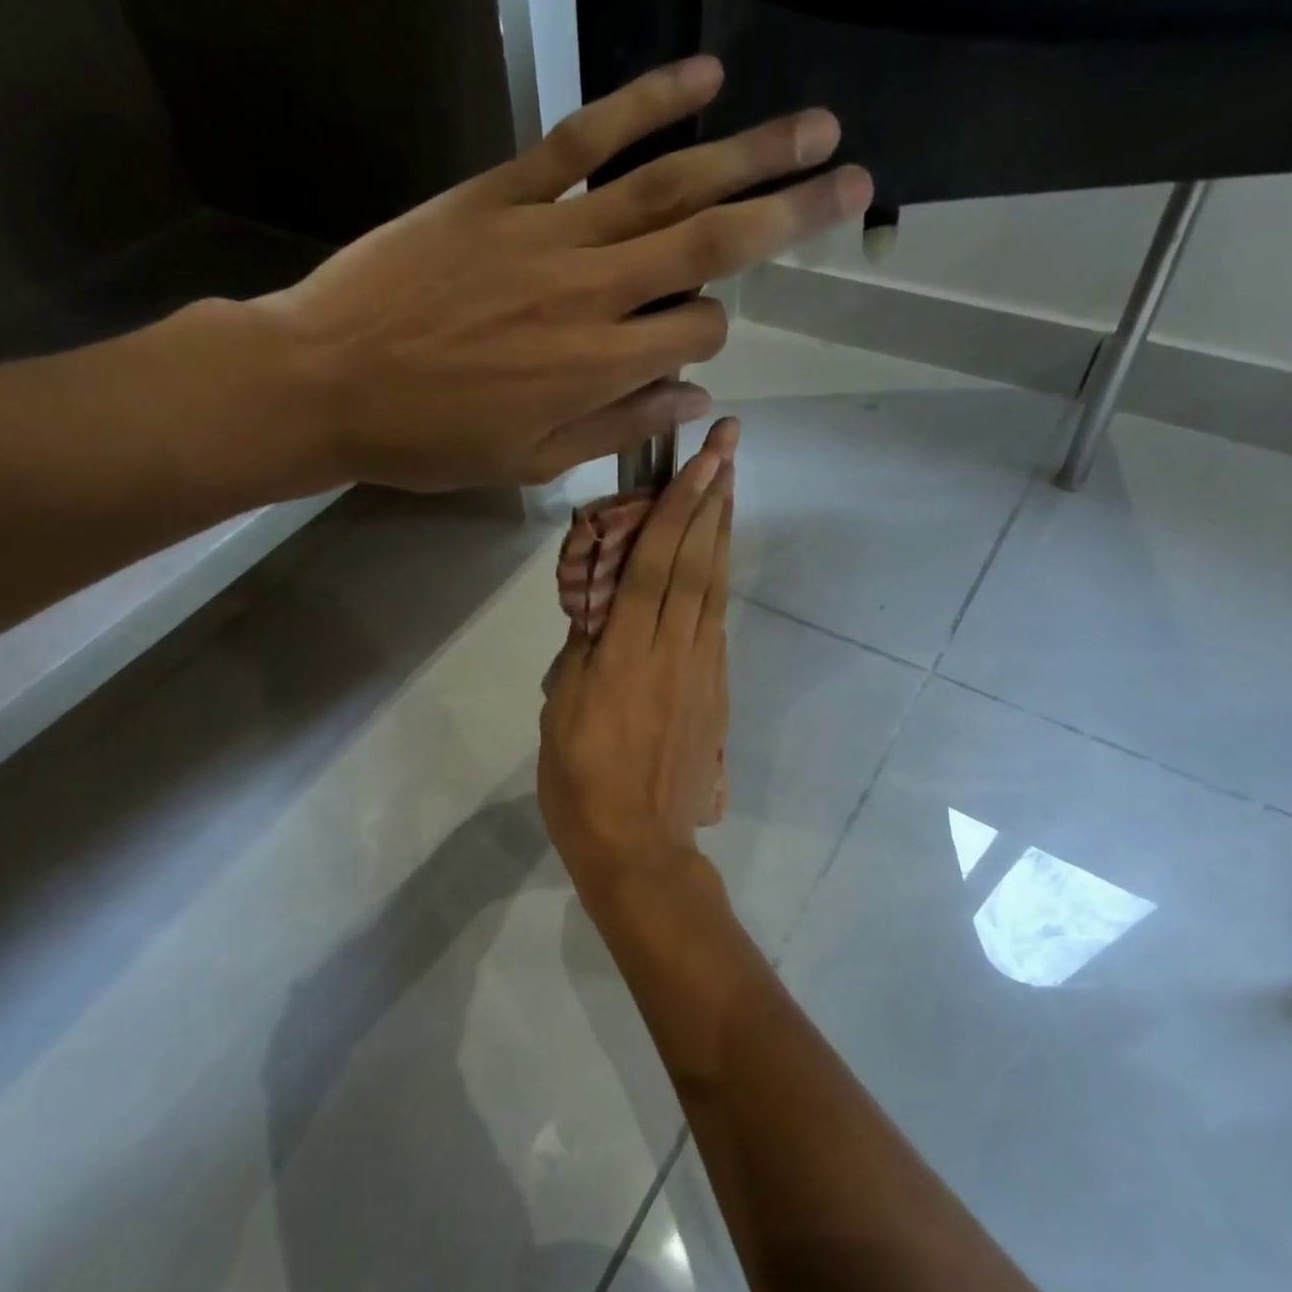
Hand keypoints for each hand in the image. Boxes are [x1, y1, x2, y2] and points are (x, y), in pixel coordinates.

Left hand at [251, 59, 868, 491]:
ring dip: (747, 153)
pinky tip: (699, 78)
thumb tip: (695, 400)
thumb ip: (618, 427)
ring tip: (811, 128)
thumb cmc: (431, 440)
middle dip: (789, 215)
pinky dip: (644, 102)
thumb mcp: (531, 462)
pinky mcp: (500, 191)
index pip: (697, 334)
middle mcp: (591, 291)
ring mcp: (547, 230)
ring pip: (665, 184)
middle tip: (853, 182)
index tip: (689, 350)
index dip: (709, 340)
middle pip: (710, 243)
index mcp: (598, 367)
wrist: (327, 381)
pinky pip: (583, 138)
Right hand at [540, 419, 736, 894]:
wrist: (638, 845)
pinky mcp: (714, 691)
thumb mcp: (560, 712)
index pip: (654, 564)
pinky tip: (718, 558)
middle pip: (696, 563)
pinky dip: (718, 580)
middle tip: (730, 446)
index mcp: (625, 655)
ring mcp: (701, 670)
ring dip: (722, 532)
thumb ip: (583, 654)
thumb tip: (599, 615)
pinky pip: (716, 622)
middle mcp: (671, 651)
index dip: (678, 508)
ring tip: (730, 484)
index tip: (700, 459)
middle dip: (714, 499)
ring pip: (714, 588)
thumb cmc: (581, 782)